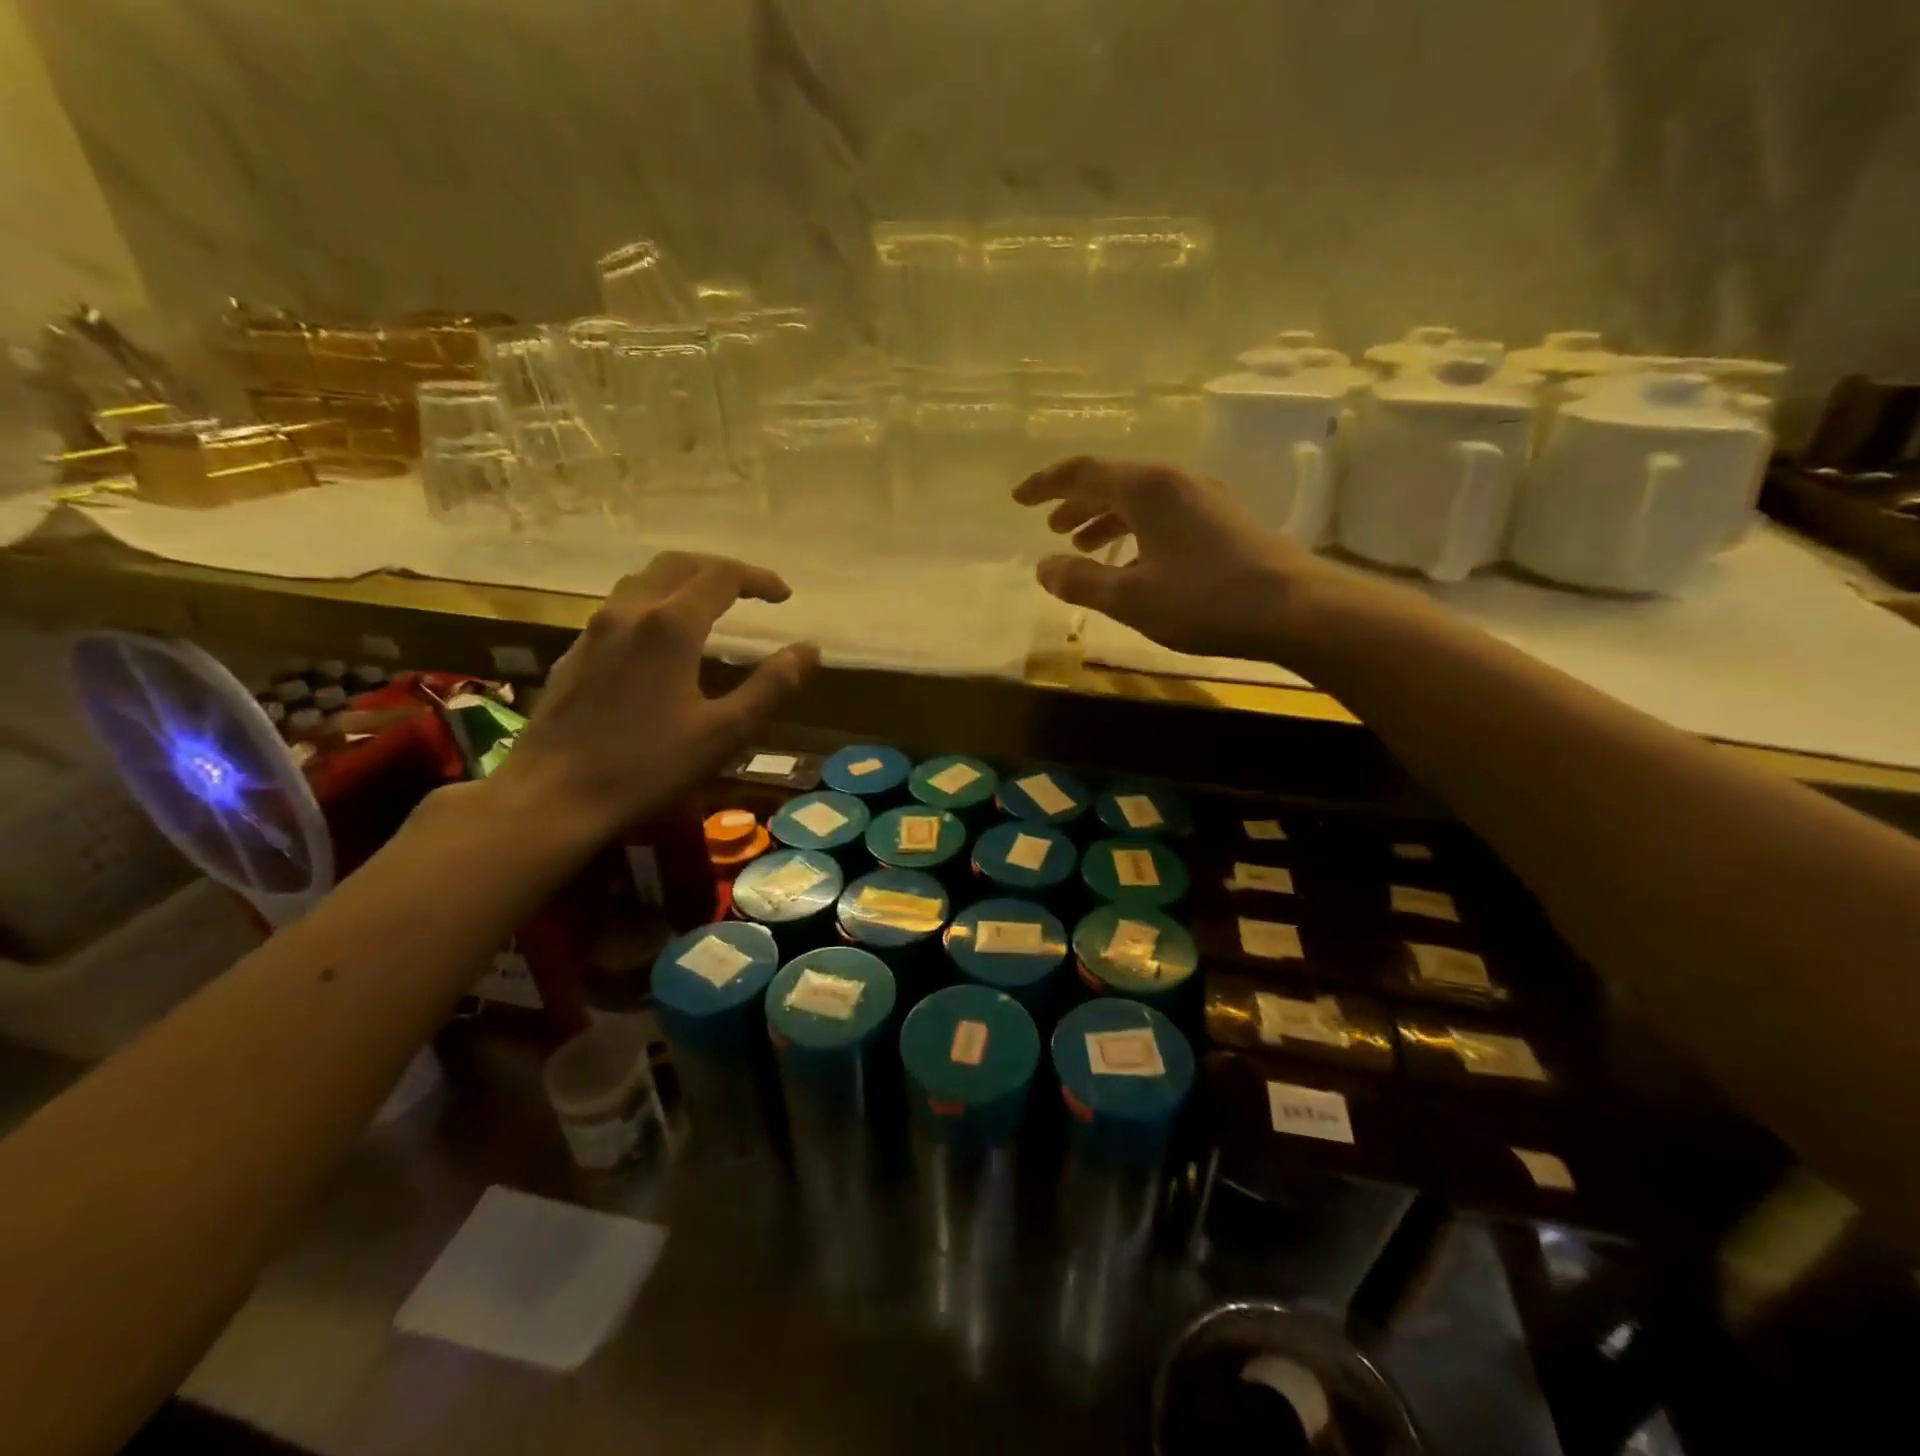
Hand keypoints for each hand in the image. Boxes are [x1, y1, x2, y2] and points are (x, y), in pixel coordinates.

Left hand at [490, 552, 818, 839]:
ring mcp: (595, 630)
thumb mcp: (724, 732)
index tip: (784, 596)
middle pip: (679, 565)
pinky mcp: (575, 653)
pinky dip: (654, 604)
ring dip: (684, 582)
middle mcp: (630, 612)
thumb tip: (809, 650)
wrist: (552, 796)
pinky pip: (621, 607)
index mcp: (671, 625)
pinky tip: (661, 641)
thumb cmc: (647, 766)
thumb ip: (771, 686)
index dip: (759, 579)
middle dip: (721, 570)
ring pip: (644, 581)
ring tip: (710, 607)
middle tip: (751, 592)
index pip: (722, 576)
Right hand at [1014, 456, 1349, 661]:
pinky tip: (1131, 562)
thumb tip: (1042, 567)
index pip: (1083, 473)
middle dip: (1075, 503)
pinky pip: (1162, 516)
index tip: (1018, 498)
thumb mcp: (1131, 598)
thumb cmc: (1205, 599)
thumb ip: (1081, 581)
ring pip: (1139, 501)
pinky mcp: (1222, 521)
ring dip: (1104, 520)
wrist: (1295, 608)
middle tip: (1050, 528)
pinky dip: (1134, 532)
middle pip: (1112, 482)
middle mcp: (1174, 482)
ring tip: (1082, 547)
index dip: (1045, 485)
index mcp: (1146, 488)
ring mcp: (1203, 499)